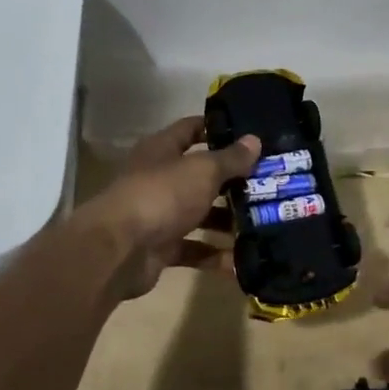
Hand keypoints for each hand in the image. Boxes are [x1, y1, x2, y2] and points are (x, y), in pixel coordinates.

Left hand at [83, 116, 259, 300]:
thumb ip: (230, 158)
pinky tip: (242, 260)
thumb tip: (254, 141)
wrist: (119, 250)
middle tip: (269, 183)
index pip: (191, 129)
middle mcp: (159, 178)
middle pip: (200, 174)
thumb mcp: (202, 171)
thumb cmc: (162, 195)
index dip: (218, 128)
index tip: (250, 134)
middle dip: (232, 180)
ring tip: (264, 222)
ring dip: (227, 220)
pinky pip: (194, 248)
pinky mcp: (161, 247)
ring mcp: (159, 214)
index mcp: (162, 150)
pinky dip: (215, 254)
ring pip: (199, 213)